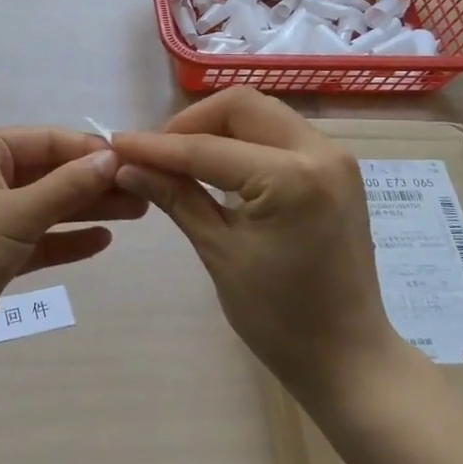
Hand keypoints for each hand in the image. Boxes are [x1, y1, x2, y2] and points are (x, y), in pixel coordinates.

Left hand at [0, 128, 147, 375]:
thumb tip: (112, 158)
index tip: (135, 160)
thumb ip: (67, 186)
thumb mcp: (15, 213)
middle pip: (49, 173)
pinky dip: (67, 240)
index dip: (89, 150)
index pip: (45, 140)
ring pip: (47, 206)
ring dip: (88, 209)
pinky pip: (38, 239)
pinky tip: (103, 241)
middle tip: (146, 190)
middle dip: (94, 182)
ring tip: (139, 212)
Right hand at [111, 90, 405, 398]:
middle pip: (242, 106)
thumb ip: (176, 198)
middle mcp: (321, 152)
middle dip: (191, 123)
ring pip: (262, 115)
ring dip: (217, 129)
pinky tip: (217, 169)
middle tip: (155, 156)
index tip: (115, 144)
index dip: (157, 146)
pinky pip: (279, 136)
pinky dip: (243, 142)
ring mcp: (334, 158)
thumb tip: (127, 166)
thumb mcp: (219, 253)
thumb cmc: (279, 318)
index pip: (208, 148)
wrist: (347, 356)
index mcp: (292, 178)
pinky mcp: (335, 171)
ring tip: (180, 161)